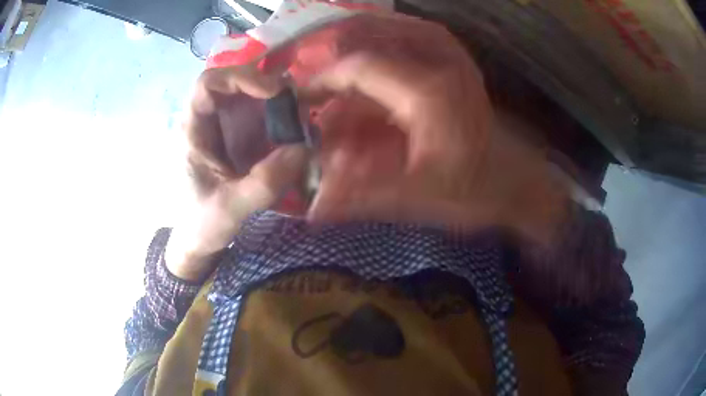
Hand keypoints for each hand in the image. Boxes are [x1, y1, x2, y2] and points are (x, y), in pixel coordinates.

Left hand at [166, 66, 307, 280]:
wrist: (199, 239)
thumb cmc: (202, 223)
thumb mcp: (230, 209)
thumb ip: (263, 184)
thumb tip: (302, 149)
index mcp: (194, 131)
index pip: (208, 84)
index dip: (240, 77)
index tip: (272, 91)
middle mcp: (210, 121)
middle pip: (236, 83)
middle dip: (267, 85)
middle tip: (298, 101)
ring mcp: (226, 129)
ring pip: (252, 97)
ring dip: (279, 100)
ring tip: (304, 115)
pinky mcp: (241, 140)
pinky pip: (263, 117)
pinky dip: (283, 117)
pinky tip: (300, 129)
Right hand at [300, 14, 569, 242]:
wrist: (515, 183)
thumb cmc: (473, 192)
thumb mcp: (417, 197)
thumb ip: (361, 195)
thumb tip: (312, 207)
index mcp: (428, 92)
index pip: (359, 67)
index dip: (323, 80)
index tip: (300, 98)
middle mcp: (440, 62)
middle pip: (374, 34)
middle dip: (337, 51)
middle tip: (311, 72)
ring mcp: (452, 56)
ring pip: (393, 28)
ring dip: (358, 41)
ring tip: (335, 63)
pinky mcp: (457, 61)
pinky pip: (413, 35)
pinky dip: (384, 43)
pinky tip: (373, 62)